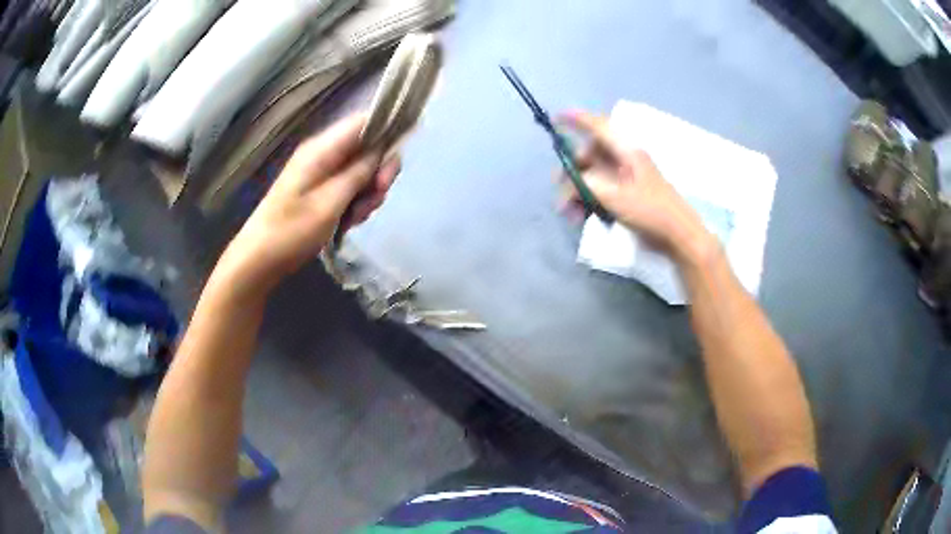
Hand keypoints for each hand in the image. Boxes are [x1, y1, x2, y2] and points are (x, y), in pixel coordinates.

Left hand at [216, 113, 400, 293]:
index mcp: (322, 149)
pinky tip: (349, 222)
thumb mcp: (330, 202)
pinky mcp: (322, 190)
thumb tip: (386, 149)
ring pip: (362, 171)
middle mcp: (324, 154)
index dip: (388, 129)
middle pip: (367, 147)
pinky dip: (356, 203)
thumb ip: (360, 173)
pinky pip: (350, 187)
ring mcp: (322, 173)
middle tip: (376, 197)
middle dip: (378, 172)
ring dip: (367, 193)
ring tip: (356, 218)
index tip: (399, 156)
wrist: (259, 260)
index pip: (363, 121)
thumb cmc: (291, 231)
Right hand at [557, 110, 714, 263]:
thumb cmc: (650, 211)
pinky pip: (598, 192)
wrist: (678, 236)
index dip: (577, 120)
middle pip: (589, 155)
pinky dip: (586, 202)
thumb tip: (568, 182)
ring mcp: (624, 179)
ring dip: (576, 192)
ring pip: (591, 176)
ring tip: (569, 214)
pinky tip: (580, 217)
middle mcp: (624, 161)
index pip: (599, 127)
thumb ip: (587, 184)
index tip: (555, 119)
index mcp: (626, 152)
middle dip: (571, 173)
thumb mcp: (615, 196)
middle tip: (561, 194)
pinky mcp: (625, 196)